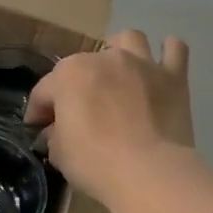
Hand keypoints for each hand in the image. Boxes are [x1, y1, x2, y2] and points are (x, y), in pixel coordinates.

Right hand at [24, 30, 194, 204]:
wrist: (150, 173)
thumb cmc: (96, 163)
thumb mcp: (59, 154)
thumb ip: (54, 135)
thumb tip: (56, 132)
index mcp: (69, 75)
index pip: (44, 91)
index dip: (38, 112)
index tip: (38, 129)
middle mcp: (104, 58)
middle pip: (82, 65)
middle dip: (76, 86)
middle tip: (78, 113)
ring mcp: (142, 63)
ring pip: (128, 40)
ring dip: (120, 52)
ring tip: (118, 74)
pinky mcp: (173, 77)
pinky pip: (174, 50)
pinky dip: (167, 54)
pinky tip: (161, 68)